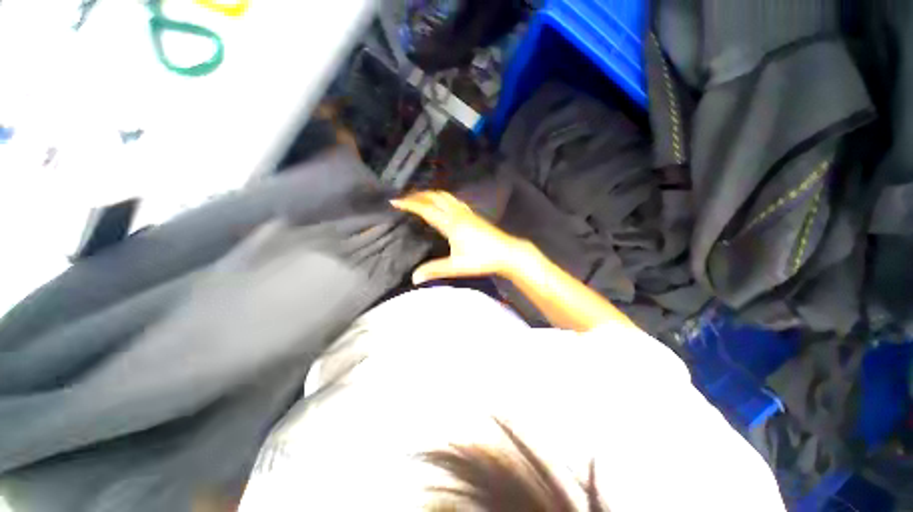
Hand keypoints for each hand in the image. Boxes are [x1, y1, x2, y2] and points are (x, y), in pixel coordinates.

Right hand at [391, 191, 522, 283]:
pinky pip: (453, 200)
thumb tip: (414, 278)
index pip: (425, 209)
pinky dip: (442, 197)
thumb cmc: (482, 259)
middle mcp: (457, 213)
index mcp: (450, 223)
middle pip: (434, 197)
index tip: (394, 201)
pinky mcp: (473, 214)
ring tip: (419, 198)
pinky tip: (442, 203)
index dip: (409, 204)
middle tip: (404, 198)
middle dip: (418, 195)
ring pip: (445, 196)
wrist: (507, 252)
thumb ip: (434, 270)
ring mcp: (467, 212)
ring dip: (430, 194)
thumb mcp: (456, 266)